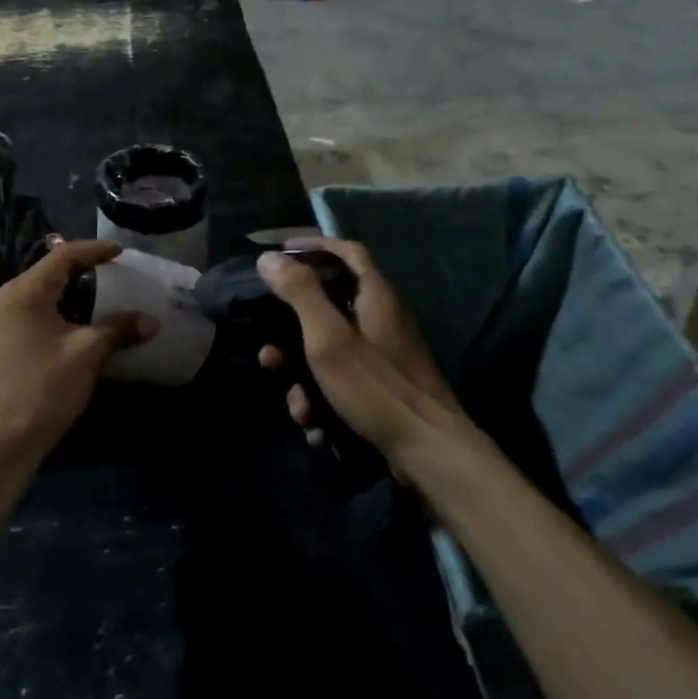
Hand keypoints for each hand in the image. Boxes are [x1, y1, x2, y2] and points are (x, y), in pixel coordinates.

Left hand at [0, 237, 156, 468]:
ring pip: (38, 291)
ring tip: (98, 292)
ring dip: (68, 289)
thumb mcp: (87, 354)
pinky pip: (30, 310)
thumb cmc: (44, 389)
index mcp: (24, 292)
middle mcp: (5, 298)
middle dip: (82, 268)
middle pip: (48, 270)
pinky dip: (55, 307)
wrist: (1, 441)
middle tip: (112, 269)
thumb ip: (119, 330)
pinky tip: (74, 321)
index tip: (120, 252)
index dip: (94, 250)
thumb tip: (152, 321)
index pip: (63, 256)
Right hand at [256, 238, 471, 462]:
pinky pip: (341, 381)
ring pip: (329, 351)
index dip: (313, 245)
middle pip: (328, 306)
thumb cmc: (376, 387)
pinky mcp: (382, 387)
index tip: (280, 253)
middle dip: (292, 331)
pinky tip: (314, 426)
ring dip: (303, 376)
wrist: (429, 453)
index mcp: (375, 296)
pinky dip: (323, 399)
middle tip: (268, 349)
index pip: (346, 251)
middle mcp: (381, 319)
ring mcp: (383, 355)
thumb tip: (269, 257)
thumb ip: (299, 293)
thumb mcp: (328, 337)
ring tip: (295, 403)